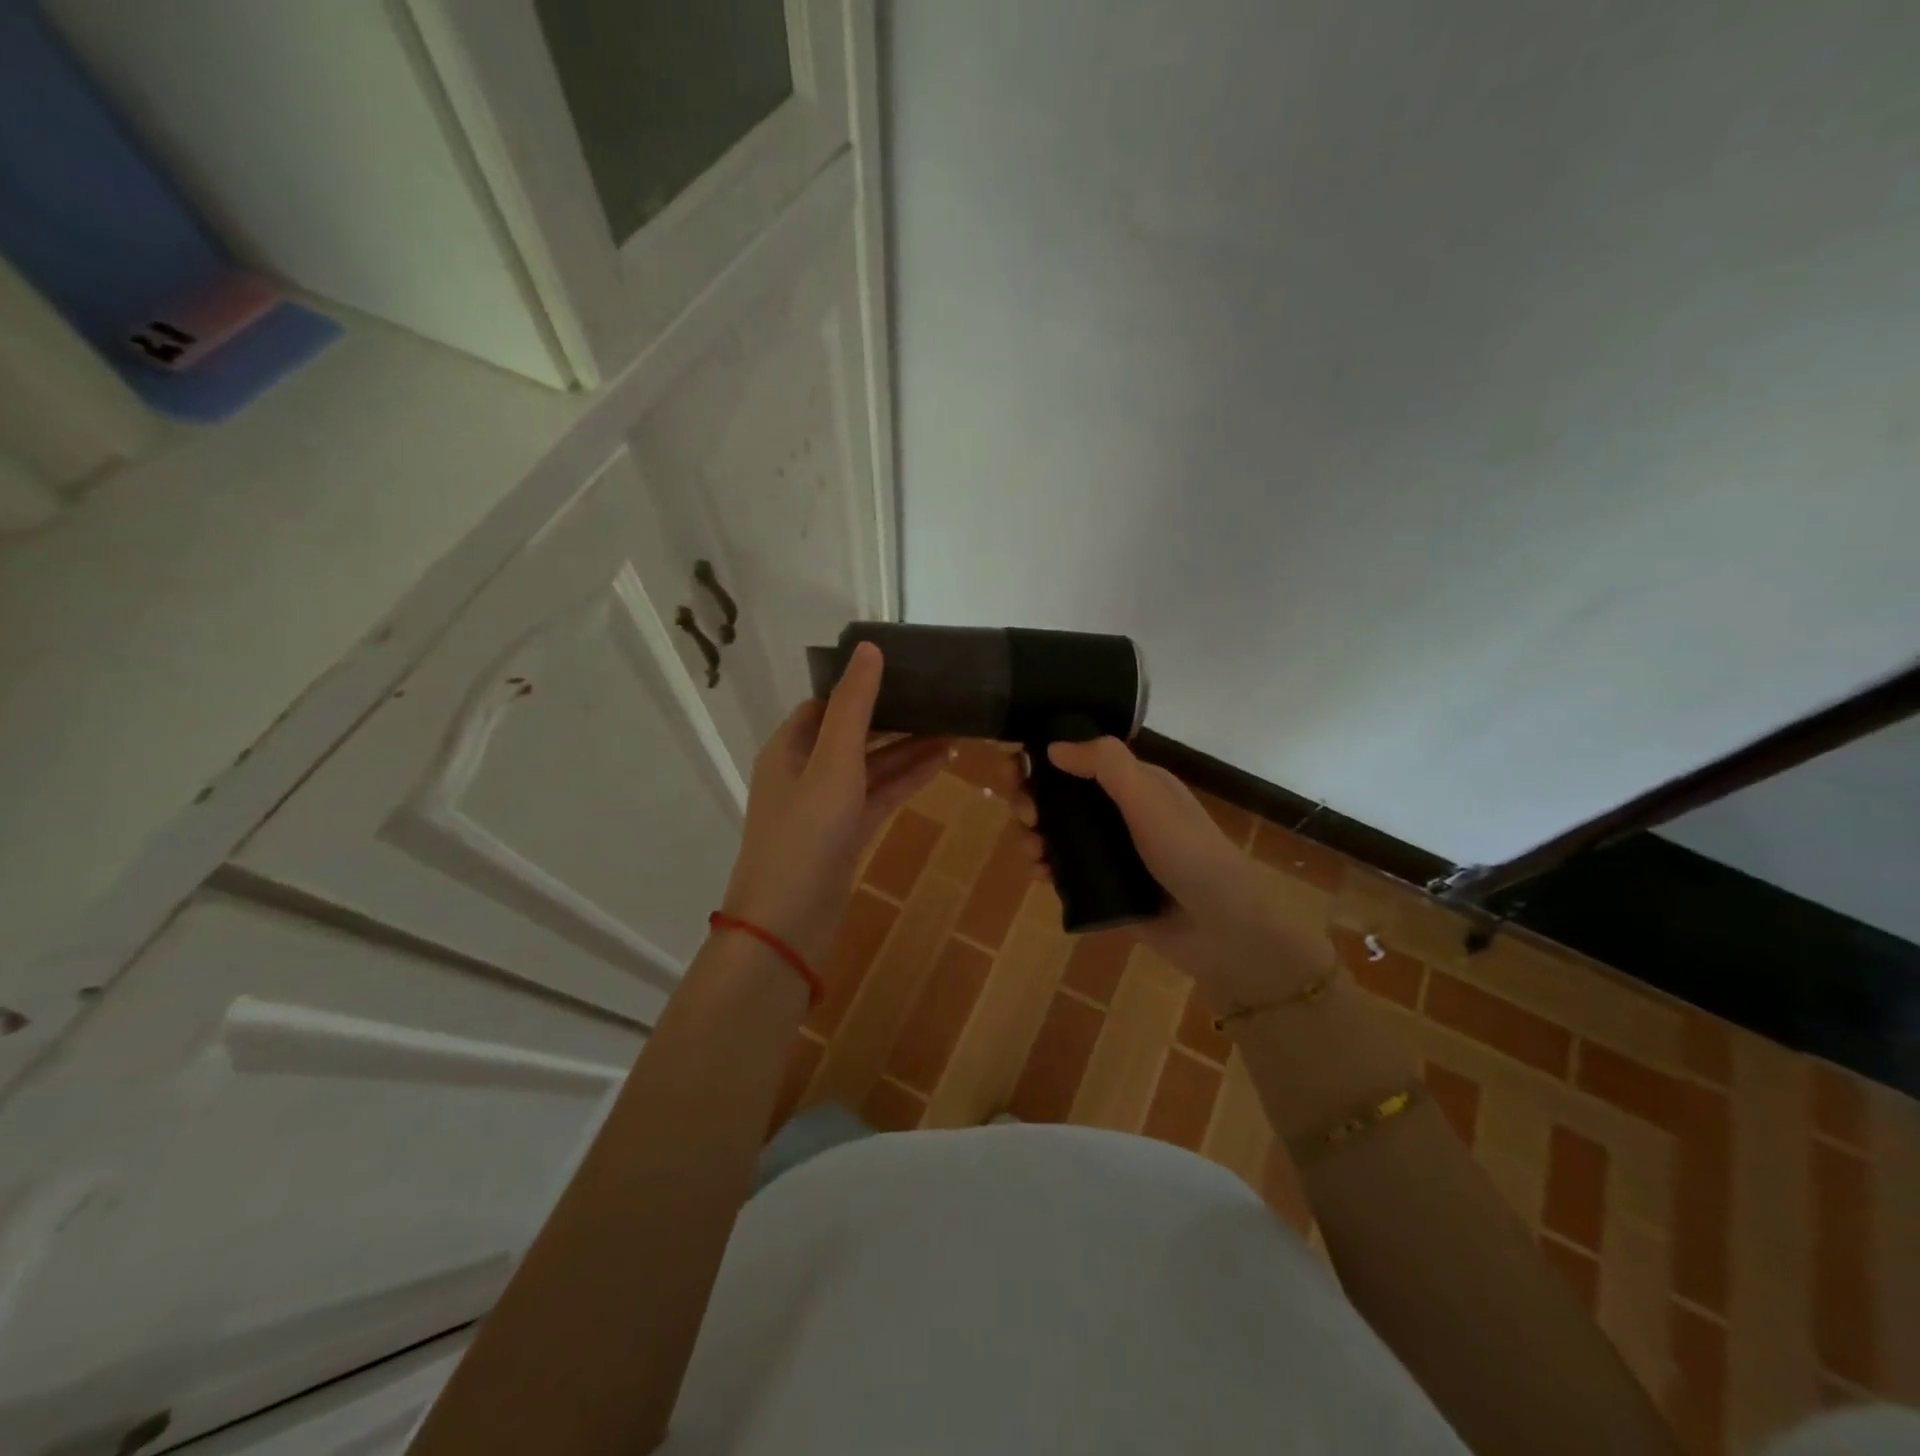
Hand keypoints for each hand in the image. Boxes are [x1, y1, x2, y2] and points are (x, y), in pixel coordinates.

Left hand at [722, 642, 949, 967]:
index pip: (828, 702)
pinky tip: (942, 764)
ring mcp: (826, 805)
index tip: (906, 669)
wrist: (788, 924)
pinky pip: (879, 795)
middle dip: (895, 716)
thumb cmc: (805, 834)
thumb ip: (854, 707)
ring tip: (954, 729)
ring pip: (871, 765)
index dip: (863, 684)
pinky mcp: (845, 833)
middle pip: (853, 732)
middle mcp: (804, 770)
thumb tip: (869, 647)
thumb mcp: (833, 762)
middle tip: (941, 698)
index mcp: (789, 747)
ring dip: (907, 748)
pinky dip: (906, 779)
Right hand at [1037, 738, 1330, 1004]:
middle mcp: (1117, 813)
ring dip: (1032, 834)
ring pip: (1055, 833)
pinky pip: (1062, 870)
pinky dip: (1044, 867)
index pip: (1077, 758)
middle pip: (1058, 795)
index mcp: (1132, 783)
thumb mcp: (1147, 796)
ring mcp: (1109, 852)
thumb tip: (1052, 746)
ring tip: (1033, 849)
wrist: (1221, 928)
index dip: (1040, 758)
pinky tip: (1041, 874)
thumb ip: (1104, 764)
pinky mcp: (1102, 887)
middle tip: (1026, 814)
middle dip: (1030, 798)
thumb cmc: (1187, 852)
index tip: (1013, 768)